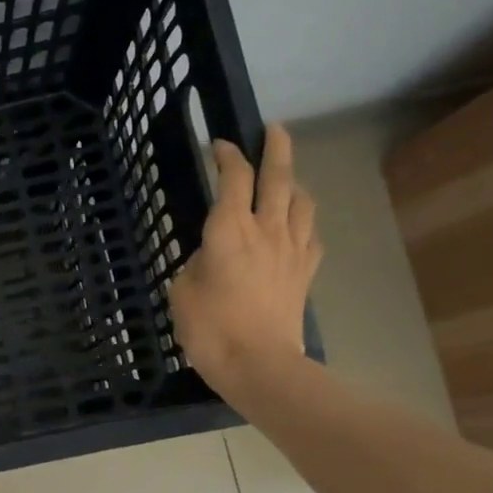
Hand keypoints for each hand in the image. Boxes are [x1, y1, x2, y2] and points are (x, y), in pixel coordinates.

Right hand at [168, 123, 321, 393]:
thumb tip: (210, 256)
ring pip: (301, 201)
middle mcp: (266, 229)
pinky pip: (311, 235)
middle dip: (277, 147)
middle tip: (274, 129)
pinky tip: (297, 226)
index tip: (219, 145)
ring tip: (287, 178)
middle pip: (278, 177)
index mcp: (229, 229)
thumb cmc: (210, 328)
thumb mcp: (181, 292)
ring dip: (295, 182)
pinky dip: (304, 222)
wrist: (259, 364)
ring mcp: (292, 249)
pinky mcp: (305, 272)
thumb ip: (195, 264)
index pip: (234, 178)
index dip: (227, 155)